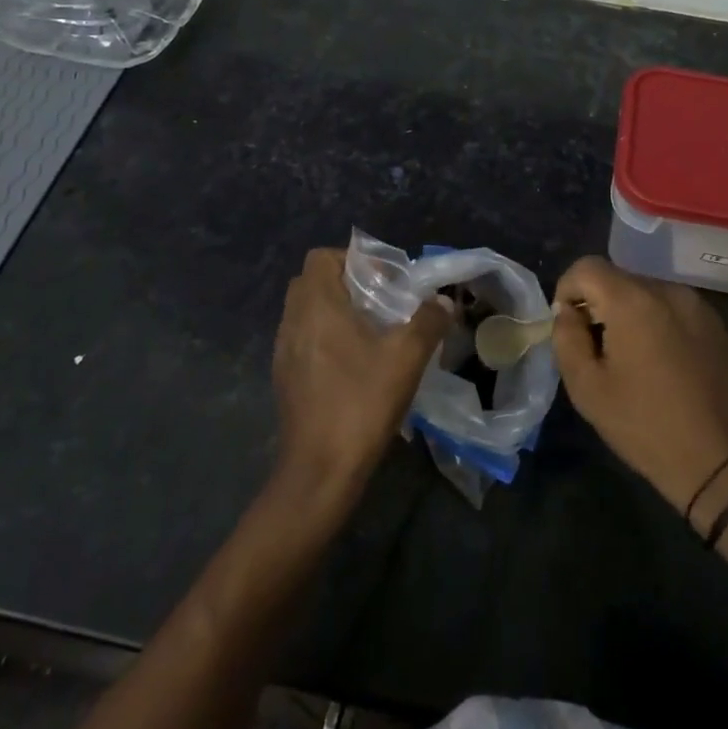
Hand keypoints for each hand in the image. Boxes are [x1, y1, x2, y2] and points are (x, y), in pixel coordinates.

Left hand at [272, 247, 451, 501]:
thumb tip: (443, 302)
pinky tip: (356, 364)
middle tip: (382, 302)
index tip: (385, 280)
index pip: (321, 258)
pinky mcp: (286, 379)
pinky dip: (327, 338)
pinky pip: (305, 340)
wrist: (320, 471)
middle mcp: (292, 322)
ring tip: (373, 332)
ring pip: (307, 313)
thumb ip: (427, 321)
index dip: (354, 259)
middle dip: (347, 283)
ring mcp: (284, 353)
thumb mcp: (406, 357)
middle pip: (313, 282)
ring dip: (337, 312)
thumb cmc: (361, 403)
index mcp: (316, 307)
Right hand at [552, 257, 727, 520]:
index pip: (587, 267)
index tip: (569, 326)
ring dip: (629, 315)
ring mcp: (698, 305)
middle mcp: (668, 291)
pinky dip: (657, 324)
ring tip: (630, 360)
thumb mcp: (588, 389)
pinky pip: (673, 309)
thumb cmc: (648, 426)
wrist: (727, 462)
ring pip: (647, 293)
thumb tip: (568, 312)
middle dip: (599, 305)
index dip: (568, 290)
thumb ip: (567, 339)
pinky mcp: (717, 324)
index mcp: (633, 300)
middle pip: (618, 279)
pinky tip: (661, 365)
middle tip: (596, 349)